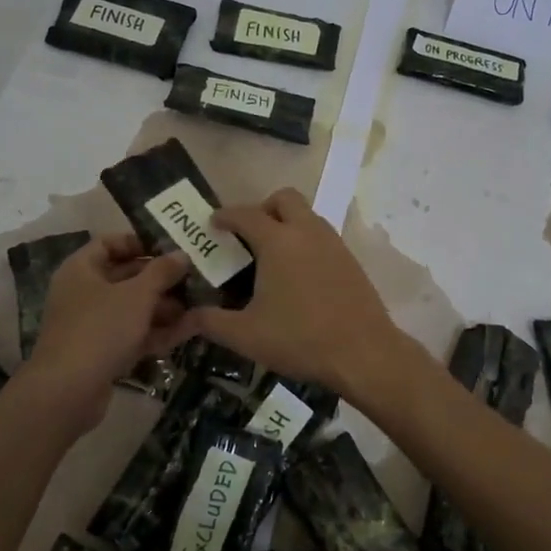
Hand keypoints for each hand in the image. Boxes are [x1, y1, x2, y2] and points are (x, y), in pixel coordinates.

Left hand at [22, 236, 193, 432]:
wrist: (68, 392)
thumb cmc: (100, 329)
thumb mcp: (137, 295)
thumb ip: (162, 271)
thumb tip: (182, 254)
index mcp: (81, 269)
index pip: (109, 243)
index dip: (139, 242)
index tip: (170, 246)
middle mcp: (83, 293)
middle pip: (125, 276)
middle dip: (160, 278)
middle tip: (194, 275)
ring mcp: (92, 325)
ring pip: (132, 308)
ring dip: (164, 306)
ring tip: (200, 302)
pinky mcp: (102, 353)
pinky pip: (133, 333)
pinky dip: (158, 330)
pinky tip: (191, 328)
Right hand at [184, 189, 412, 397]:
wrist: (363, 352)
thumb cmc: (300, 338)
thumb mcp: (246, 335)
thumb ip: (211, 322)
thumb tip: (187, 316)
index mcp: (278, 241)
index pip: (245, 214)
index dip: (225, 215)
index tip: (213, 224)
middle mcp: (307, 232)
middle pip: (284, 198)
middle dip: (263, 208)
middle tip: (249, 236)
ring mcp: (333, 243)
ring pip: (307, 215)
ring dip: (287, 224)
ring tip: (272, 257)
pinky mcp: (350, 260)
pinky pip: (322, 236)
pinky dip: (306, 242)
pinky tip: (299, 276)